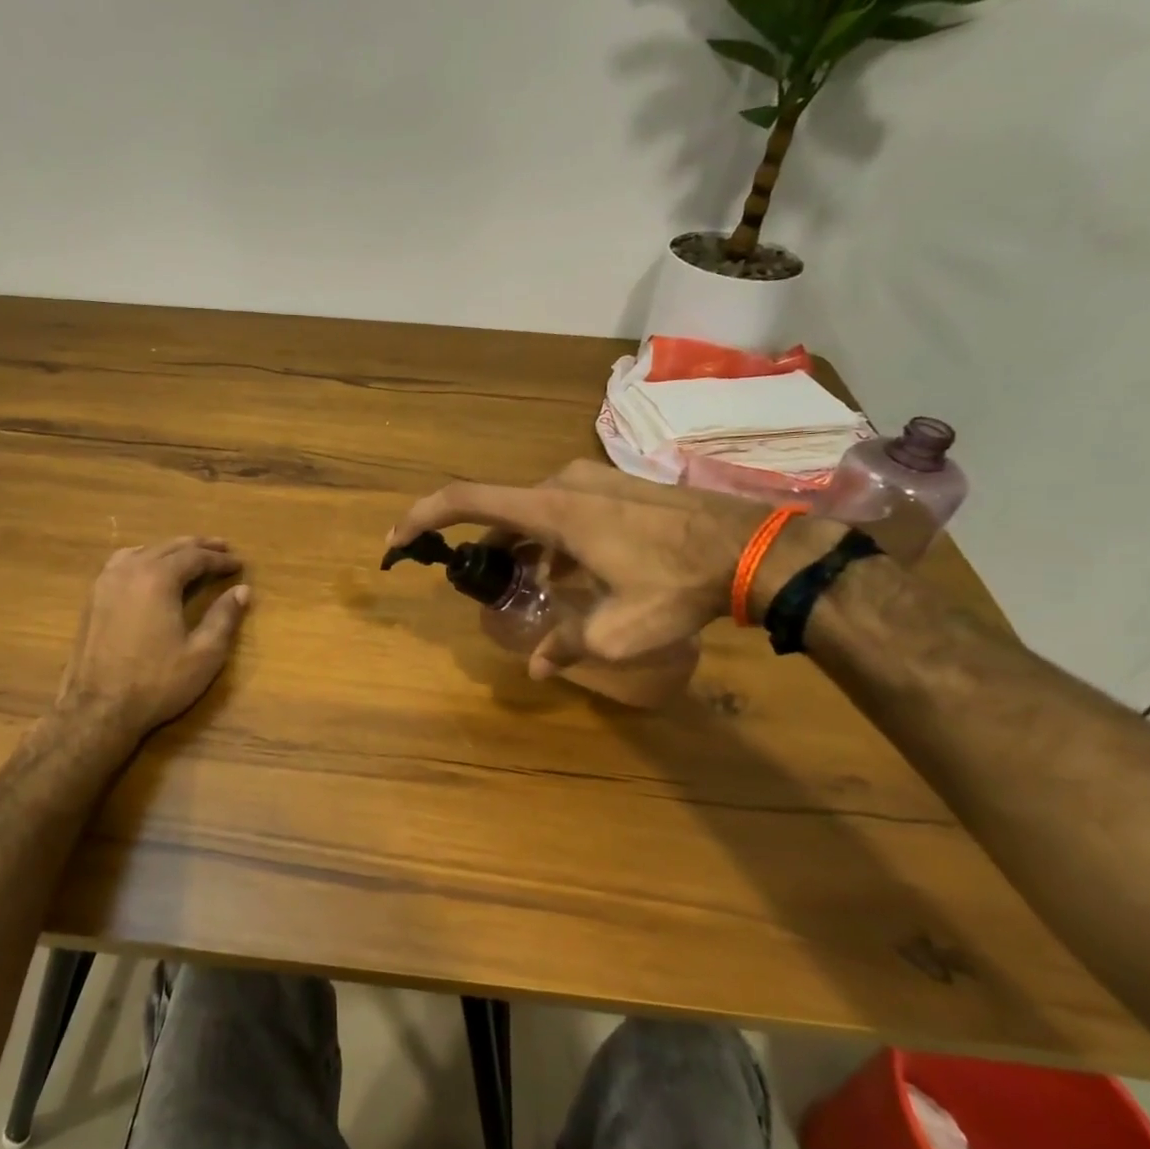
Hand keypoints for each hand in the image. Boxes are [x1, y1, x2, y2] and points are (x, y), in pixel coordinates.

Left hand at [57, 537, 250, 735]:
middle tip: (222, 548)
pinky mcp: (92, 598)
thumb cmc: (156, 683)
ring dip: (169, 550)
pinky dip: (143, 558)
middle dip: (198, 546)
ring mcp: (106, 582)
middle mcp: (129, 570)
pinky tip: (148, 570)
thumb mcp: (203, 654)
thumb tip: (242, 590)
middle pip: (168, 547)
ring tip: (188, 554)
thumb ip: (224, 617)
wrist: (97, 710)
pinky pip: (121, 563)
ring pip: (143, 551)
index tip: (239, 564)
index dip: (220, 559)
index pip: (195, 557)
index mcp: (157, 579)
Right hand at [387, 461, 837, 676]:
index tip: (396, 542)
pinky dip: (553, 541)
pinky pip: (565, 510)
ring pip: (535, 513)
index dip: (421, 517)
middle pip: (501, 513)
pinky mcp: (616, 485)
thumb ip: (567, 645)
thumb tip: (538, 669)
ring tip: (536, 594)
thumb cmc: (676, 585)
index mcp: (551, 508)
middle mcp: (564, 482)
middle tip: (486, 591)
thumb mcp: (616, 630)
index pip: (464, 500)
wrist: (753, 548)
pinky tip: (573, 576)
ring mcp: (593, 479)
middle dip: (486, 551)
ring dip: (525, 550)